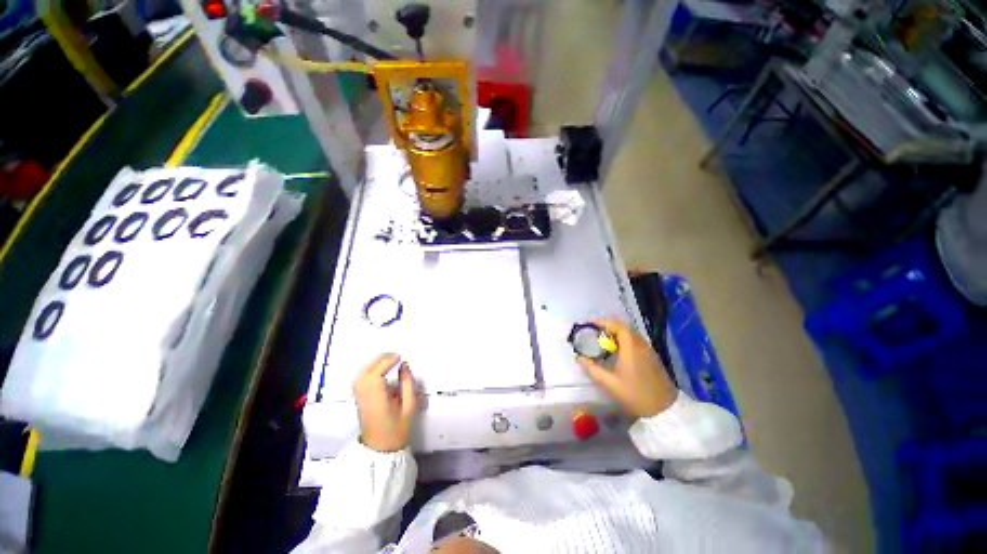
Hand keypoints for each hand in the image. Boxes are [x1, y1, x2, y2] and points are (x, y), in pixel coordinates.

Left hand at [352, 353, 417, 451]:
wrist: (380, 449)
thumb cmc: (397, 430)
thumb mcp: (409, 407)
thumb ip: (408, 384)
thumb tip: (404, 367)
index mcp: (377, 398)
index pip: (377, 372)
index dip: (388, 361)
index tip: (400, 358)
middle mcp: (364, 395)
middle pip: (367, 370)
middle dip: (381, 359)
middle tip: (396, 357)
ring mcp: (359, 397)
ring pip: (362, 373)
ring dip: (375, 363)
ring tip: (389, 361)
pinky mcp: (358, 398)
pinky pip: (361, 378)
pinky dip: (370, 370)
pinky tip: (380, 370)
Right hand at [577, 319, 676, 417]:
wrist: (665, 410)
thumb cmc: (635, 395)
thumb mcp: (609, 383)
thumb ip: (592, 368)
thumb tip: (578, 357)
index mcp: (631, 348)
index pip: (617, 326)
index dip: (602, 322)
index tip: (589, 323)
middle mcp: (641, 345)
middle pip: (623, 328)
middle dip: (607, 327)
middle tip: (593, 331)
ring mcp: (648, 350)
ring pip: (630, 334)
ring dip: (615, 333)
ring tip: (602, 340)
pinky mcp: (652, 357)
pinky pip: (635, 342)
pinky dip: (623, 340)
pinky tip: (616, 351)